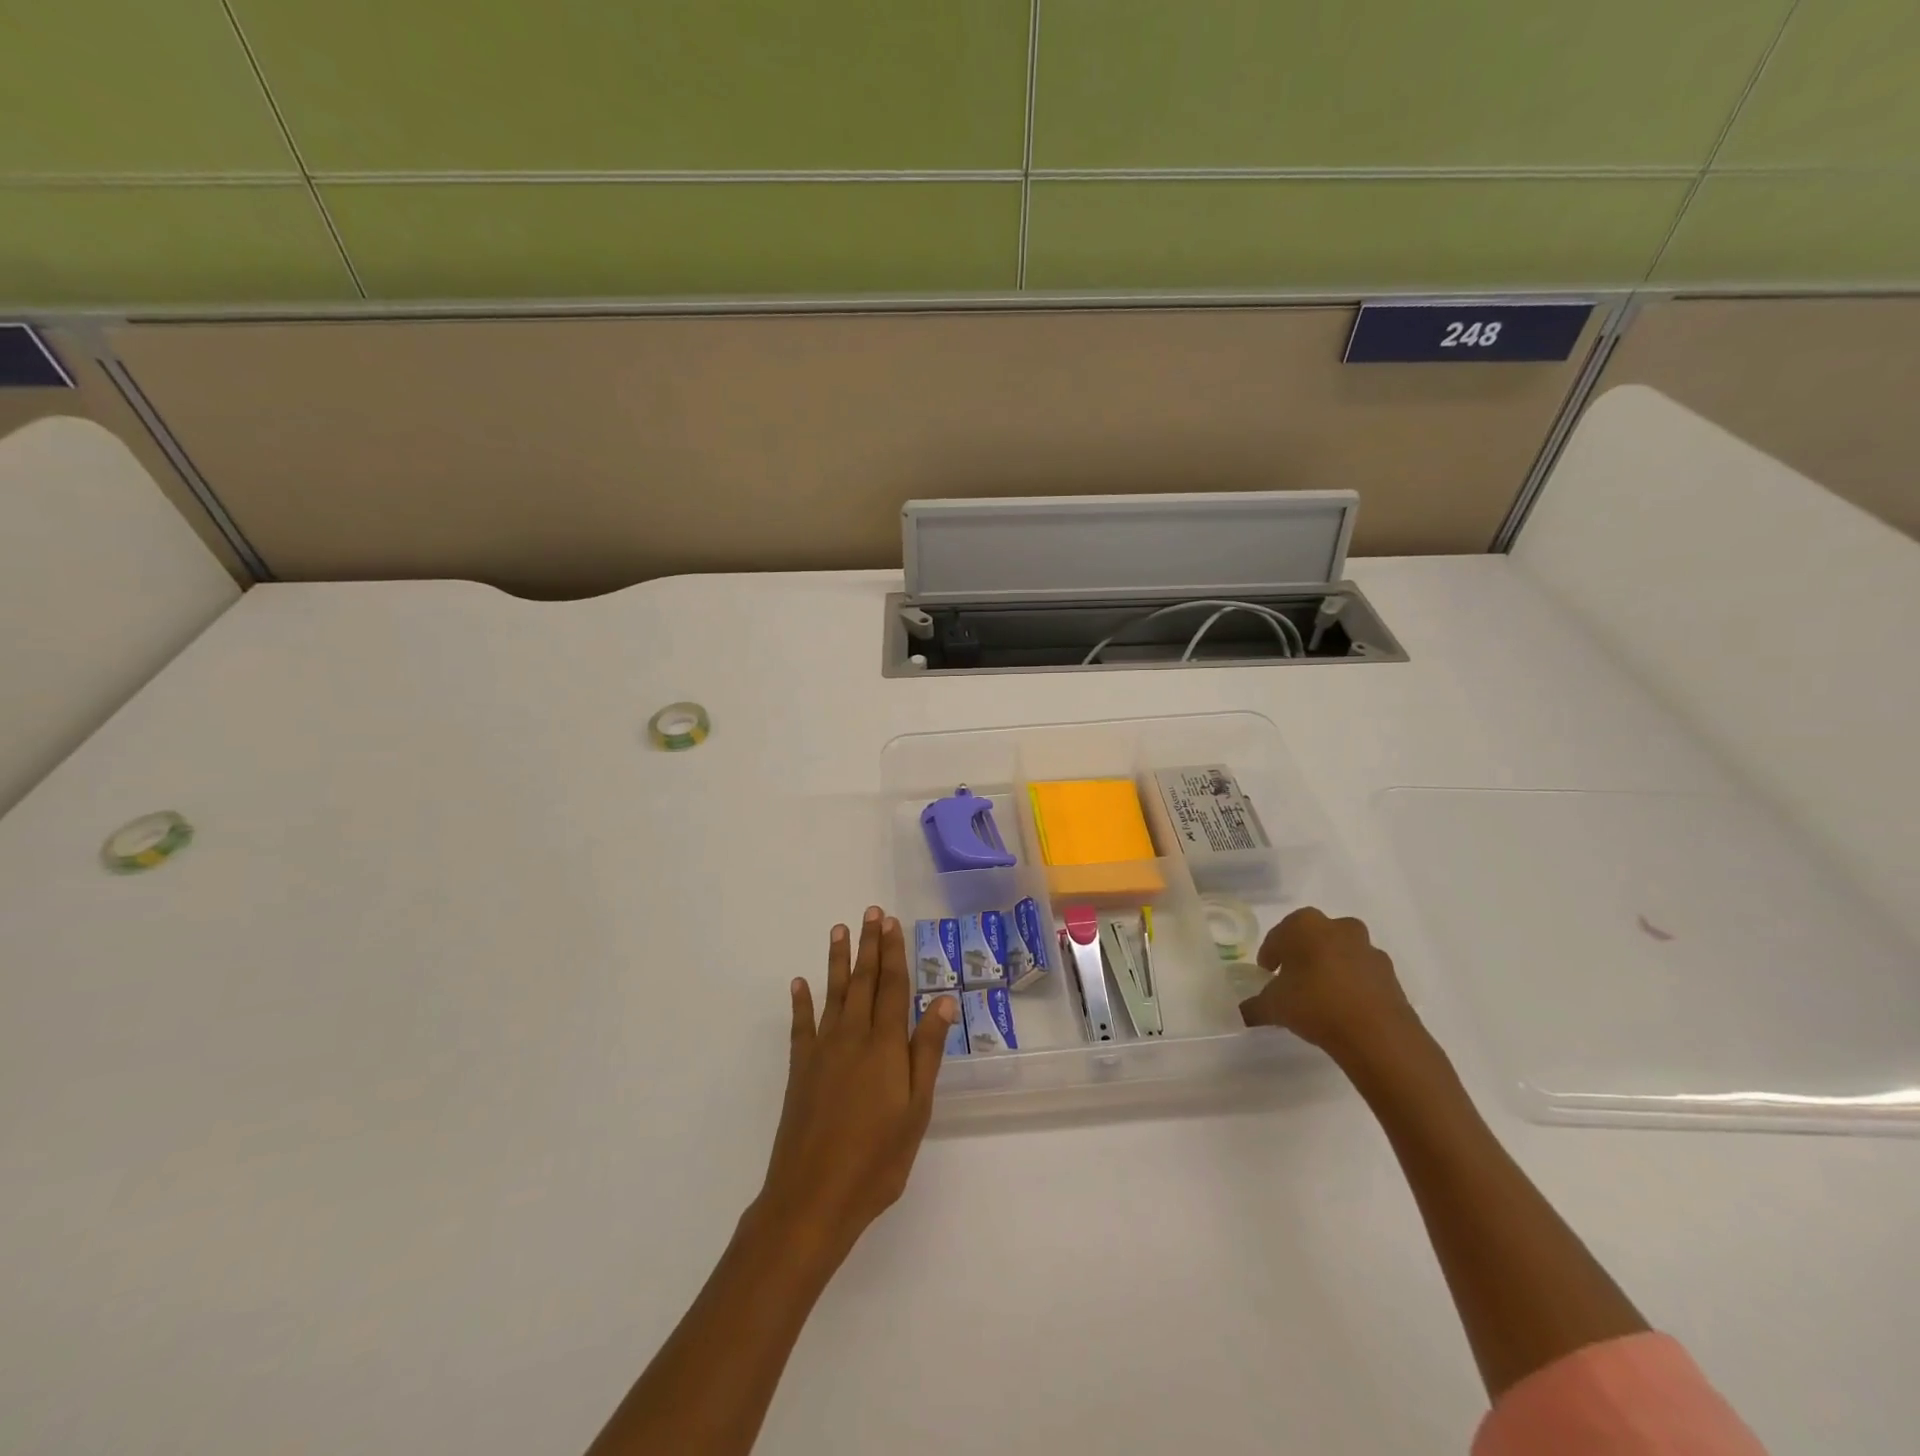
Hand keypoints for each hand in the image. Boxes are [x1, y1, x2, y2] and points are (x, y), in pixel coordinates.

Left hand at [753, 907, 956, 1266]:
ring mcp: (822, 1051)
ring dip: (837, 960)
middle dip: (869, 945)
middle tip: (871, 912)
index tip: (892, 922)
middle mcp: (852, 1037)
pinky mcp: (799, 1069)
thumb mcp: (916, 1109)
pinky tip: (799, 983)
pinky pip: (801, 1026)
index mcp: (885, 1045)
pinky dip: (801, 1002)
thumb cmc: (877, 1159)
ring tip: (839, 930)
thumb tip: (943, 1000)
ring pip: (833, 994)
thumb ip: (927, 1051)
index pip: (892, 987)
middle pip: (863, 981)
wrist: (812, 1197)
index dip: (894, 953)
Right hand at [1238, 907, 1423, 1066]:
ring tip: (1321, 996)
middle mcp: (1337, 927)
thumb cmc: (1315, 1004)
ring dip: (1330, 967)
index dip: (1270, 954)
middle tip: (1293, 979)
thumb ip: (1255, 1005)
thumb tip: (1244, 1011)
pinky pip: (1362, 972)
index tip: (1267, 973)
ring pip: (1340, 952)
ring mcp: (1367, 948)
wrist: (1377, 1033)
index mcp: (1304, 925)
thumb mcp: (1274, 1006)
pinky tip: (1344, 1007)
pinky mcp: (1389, 973)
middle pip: (1313, 937)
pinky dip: (1352, 983)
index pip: (1278, 936)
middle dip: (1302, 954)